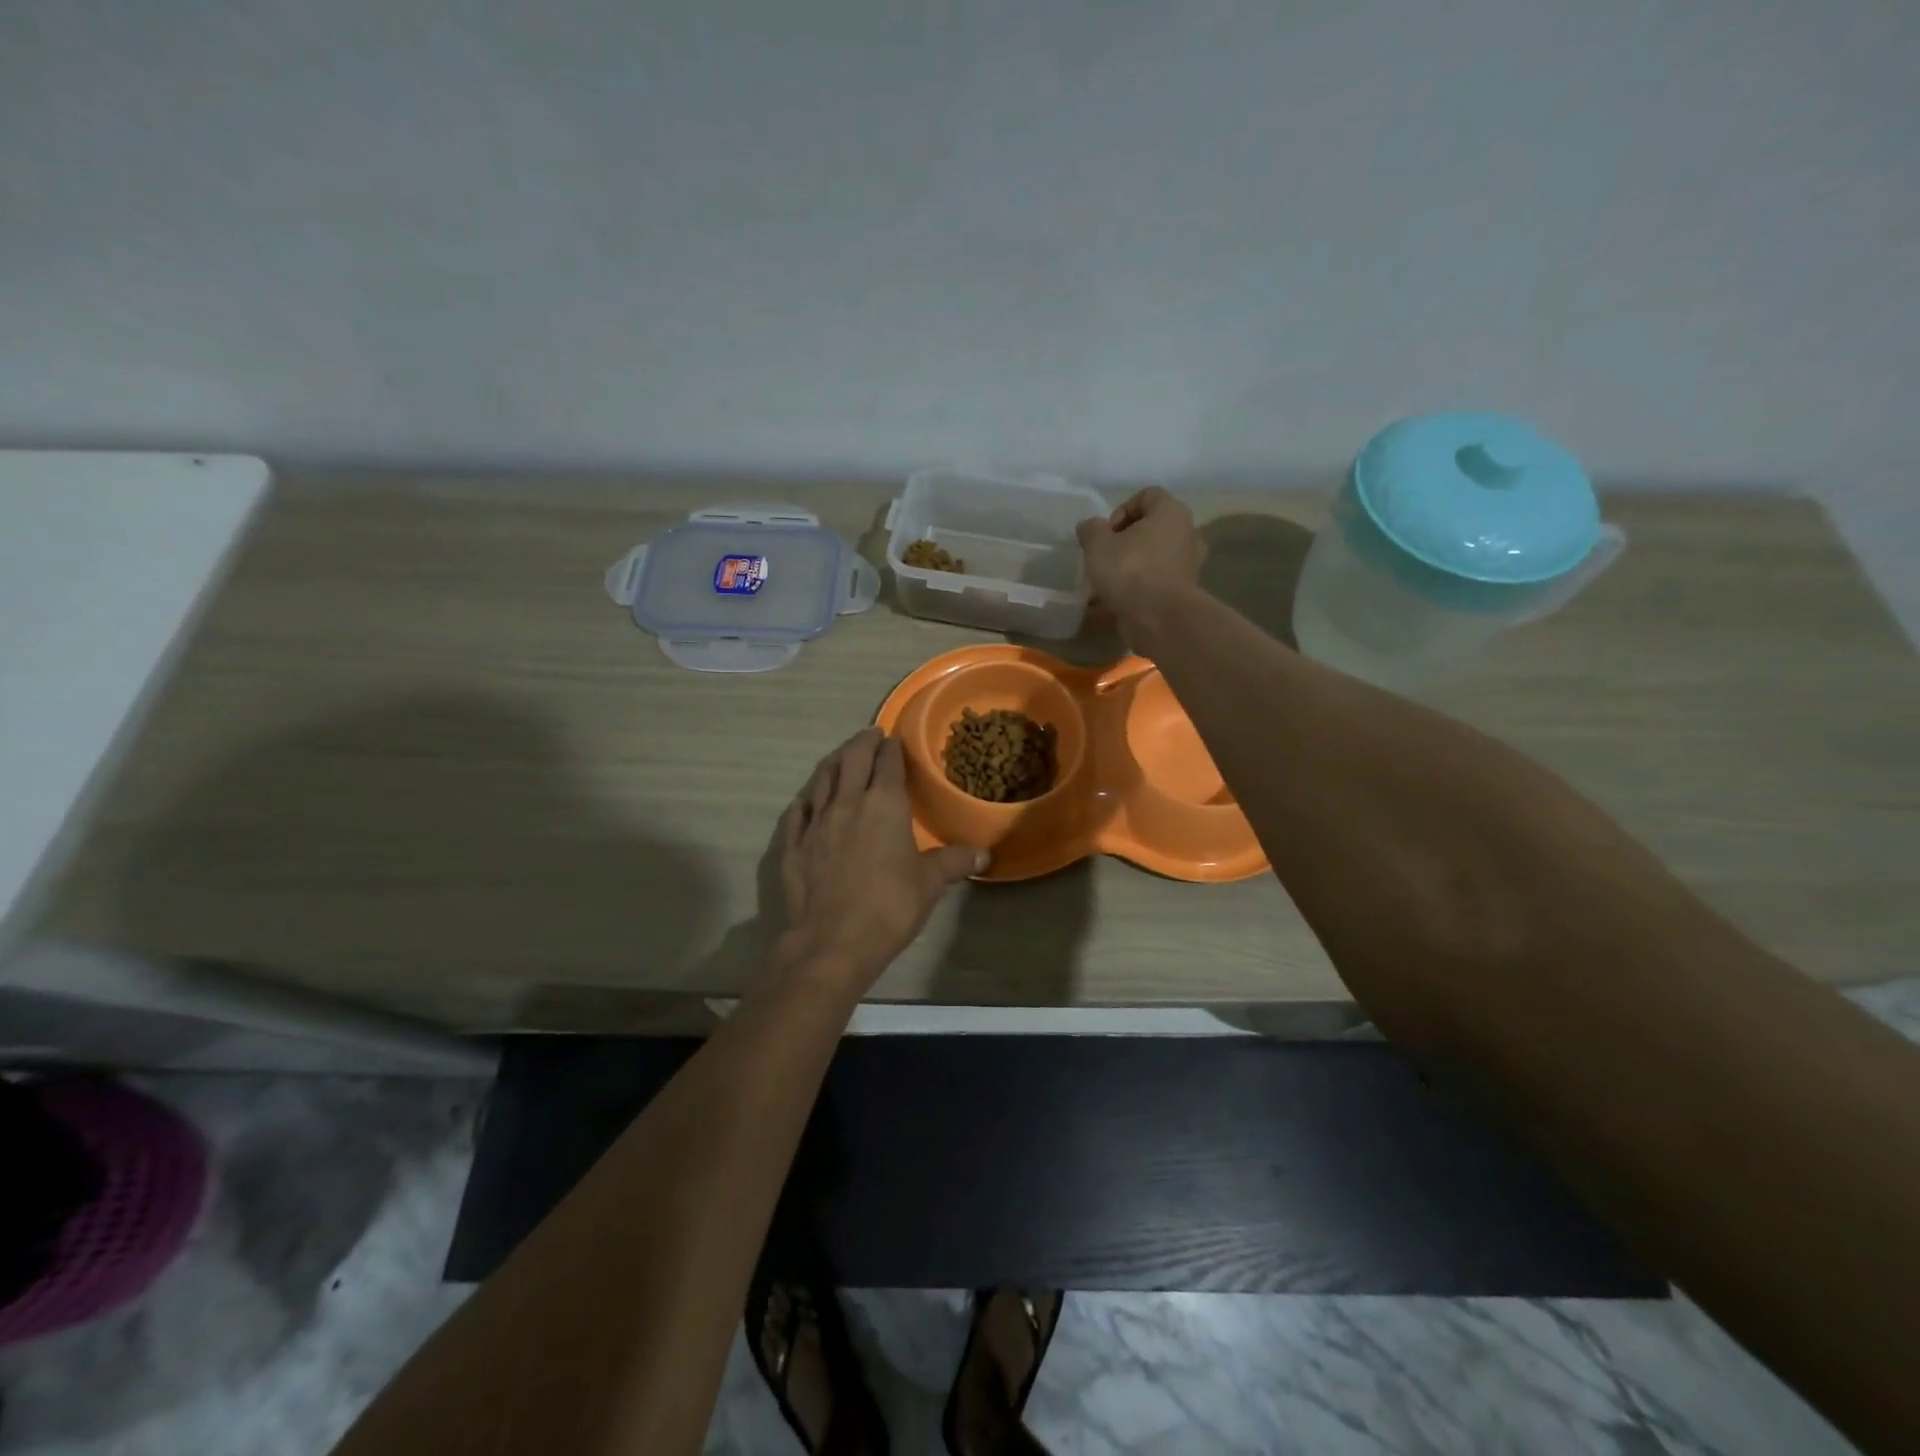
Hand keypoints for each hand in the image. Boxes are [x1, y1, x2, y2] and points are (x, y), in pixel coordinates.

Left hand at [775, 728, 986, 993]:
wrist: (832, 941)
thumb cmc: (889, 906)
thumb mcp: (930, 883)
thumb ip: (954, 861)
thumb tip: (984, 855)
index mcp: (884, 805)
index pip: (888, 763)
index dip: (892, 748)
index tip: (894, 739)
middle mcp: (847, 803)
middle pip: (852, 760)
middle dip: (861, 743)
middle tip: (869, 735)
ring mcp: (816, 823)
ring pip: (822, 780)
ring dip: (834, 763)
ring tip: (841, 757)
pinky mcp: (794, 846)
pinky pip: (798, 813)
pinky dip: (806, 801)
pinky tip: (807, 802)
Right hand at [1075, 488, 1205, 654]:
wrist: (1159, 619)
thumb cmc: (1130, 570)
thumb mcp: (1097, 544)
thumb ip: (1091, 530)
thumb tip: (1090, 527)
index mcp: (1171, 513)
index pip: (1148, 496)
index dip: (1121, 510)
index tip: (1106, 533)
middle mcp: (1186, 534)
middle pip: (1151, 530)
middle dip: (1124, 543)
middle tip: (1104, 558)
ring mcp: (1187, 566)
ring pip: (1152, 559)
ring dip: (1128, 569)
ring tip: (1104, 584)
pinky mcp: (1182, 594)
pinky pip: (1153, 585)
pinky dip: (1135, 592)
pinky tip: (1110, 605)